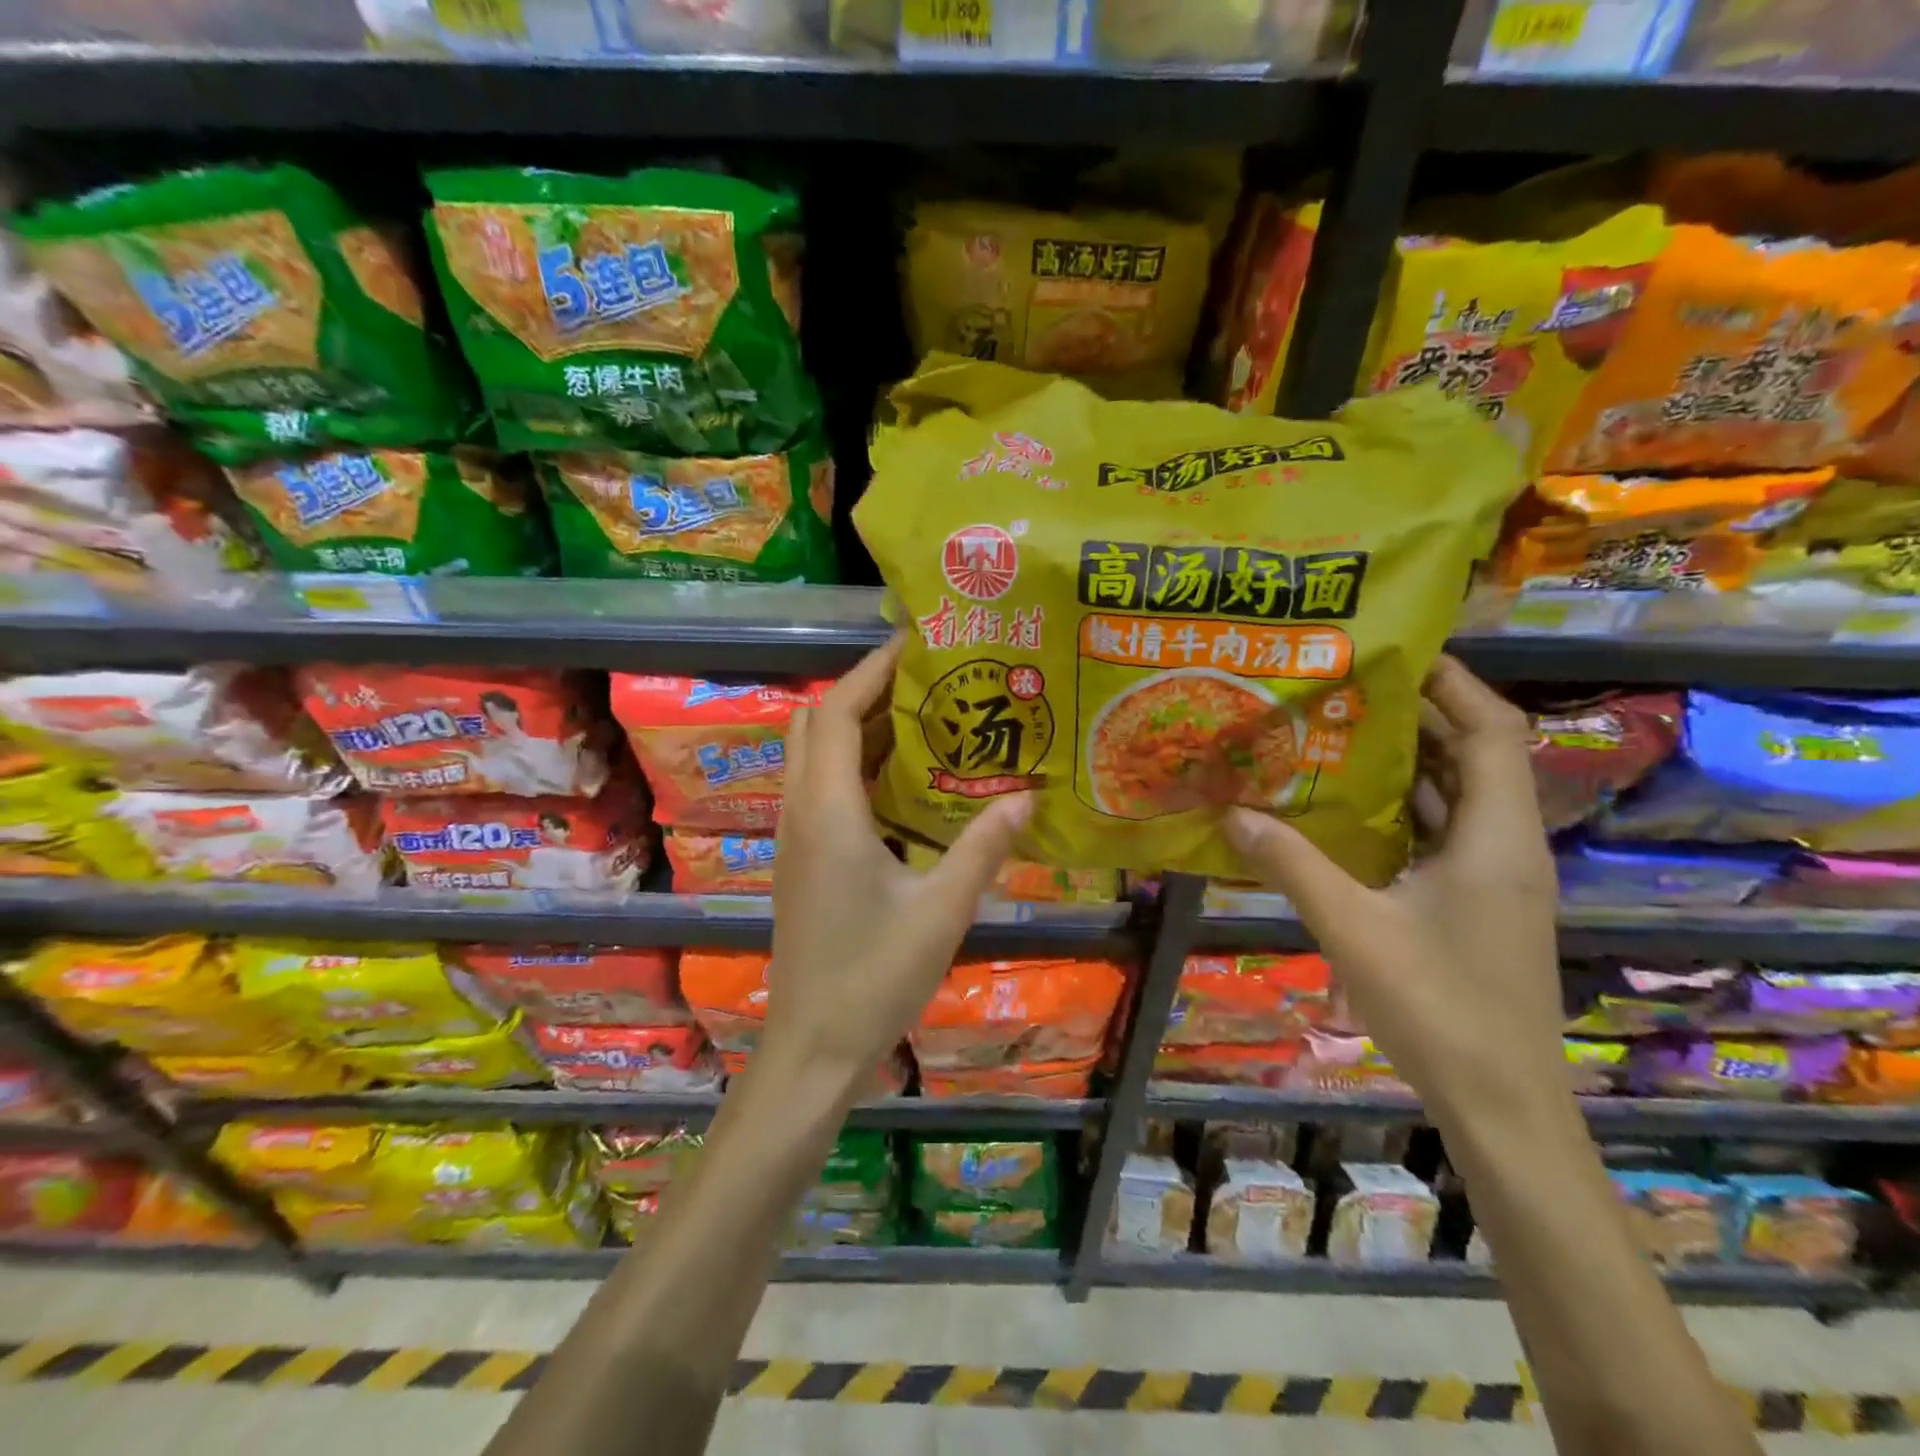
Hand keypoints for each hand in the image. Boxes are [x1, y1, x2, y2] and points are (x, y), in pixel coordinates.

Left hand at [764, 633, 1031, 1098]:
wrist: (813, 1046)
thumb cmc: (874, 976)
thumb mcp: (942, 909)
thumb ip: (983, 846)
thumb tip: (1028, 796)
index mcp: (828, 811)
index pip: (839, 713)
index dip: (871, 670)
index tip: (915, 643)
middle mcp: (801, 811)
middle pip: (817, 724)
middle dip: (864, 691)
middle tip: (926, 682)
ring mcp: (794, 837)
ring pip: (814, 756)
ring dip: (858, 729)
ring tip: (924, 720)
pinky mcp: (800, 860)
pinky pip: (820, 789)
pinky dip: (854, 767)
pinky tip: (904, 784)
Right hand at [1225, 656, 1560, 1112]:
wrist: (1503, 1106)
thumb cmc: (1439, 1009)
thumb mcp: (1352, 928)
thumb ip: (1291, 864)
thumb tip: (1231, 810)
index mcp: (1496, 838)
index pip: (1491, 731)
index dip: (1452, 683)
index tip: (1395, 651)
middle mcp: (1507, 846)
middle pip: (1476, 754)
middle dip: (1418, 714)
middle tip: (1345, 687)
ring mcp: (1495, 878)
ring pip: (1458, 796)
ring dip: (1409, 761)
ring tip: (1338, 732)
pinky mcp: (1477, 905)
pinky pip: (1443, 834)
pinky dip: (1404, 809)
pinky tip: (1348, 810)